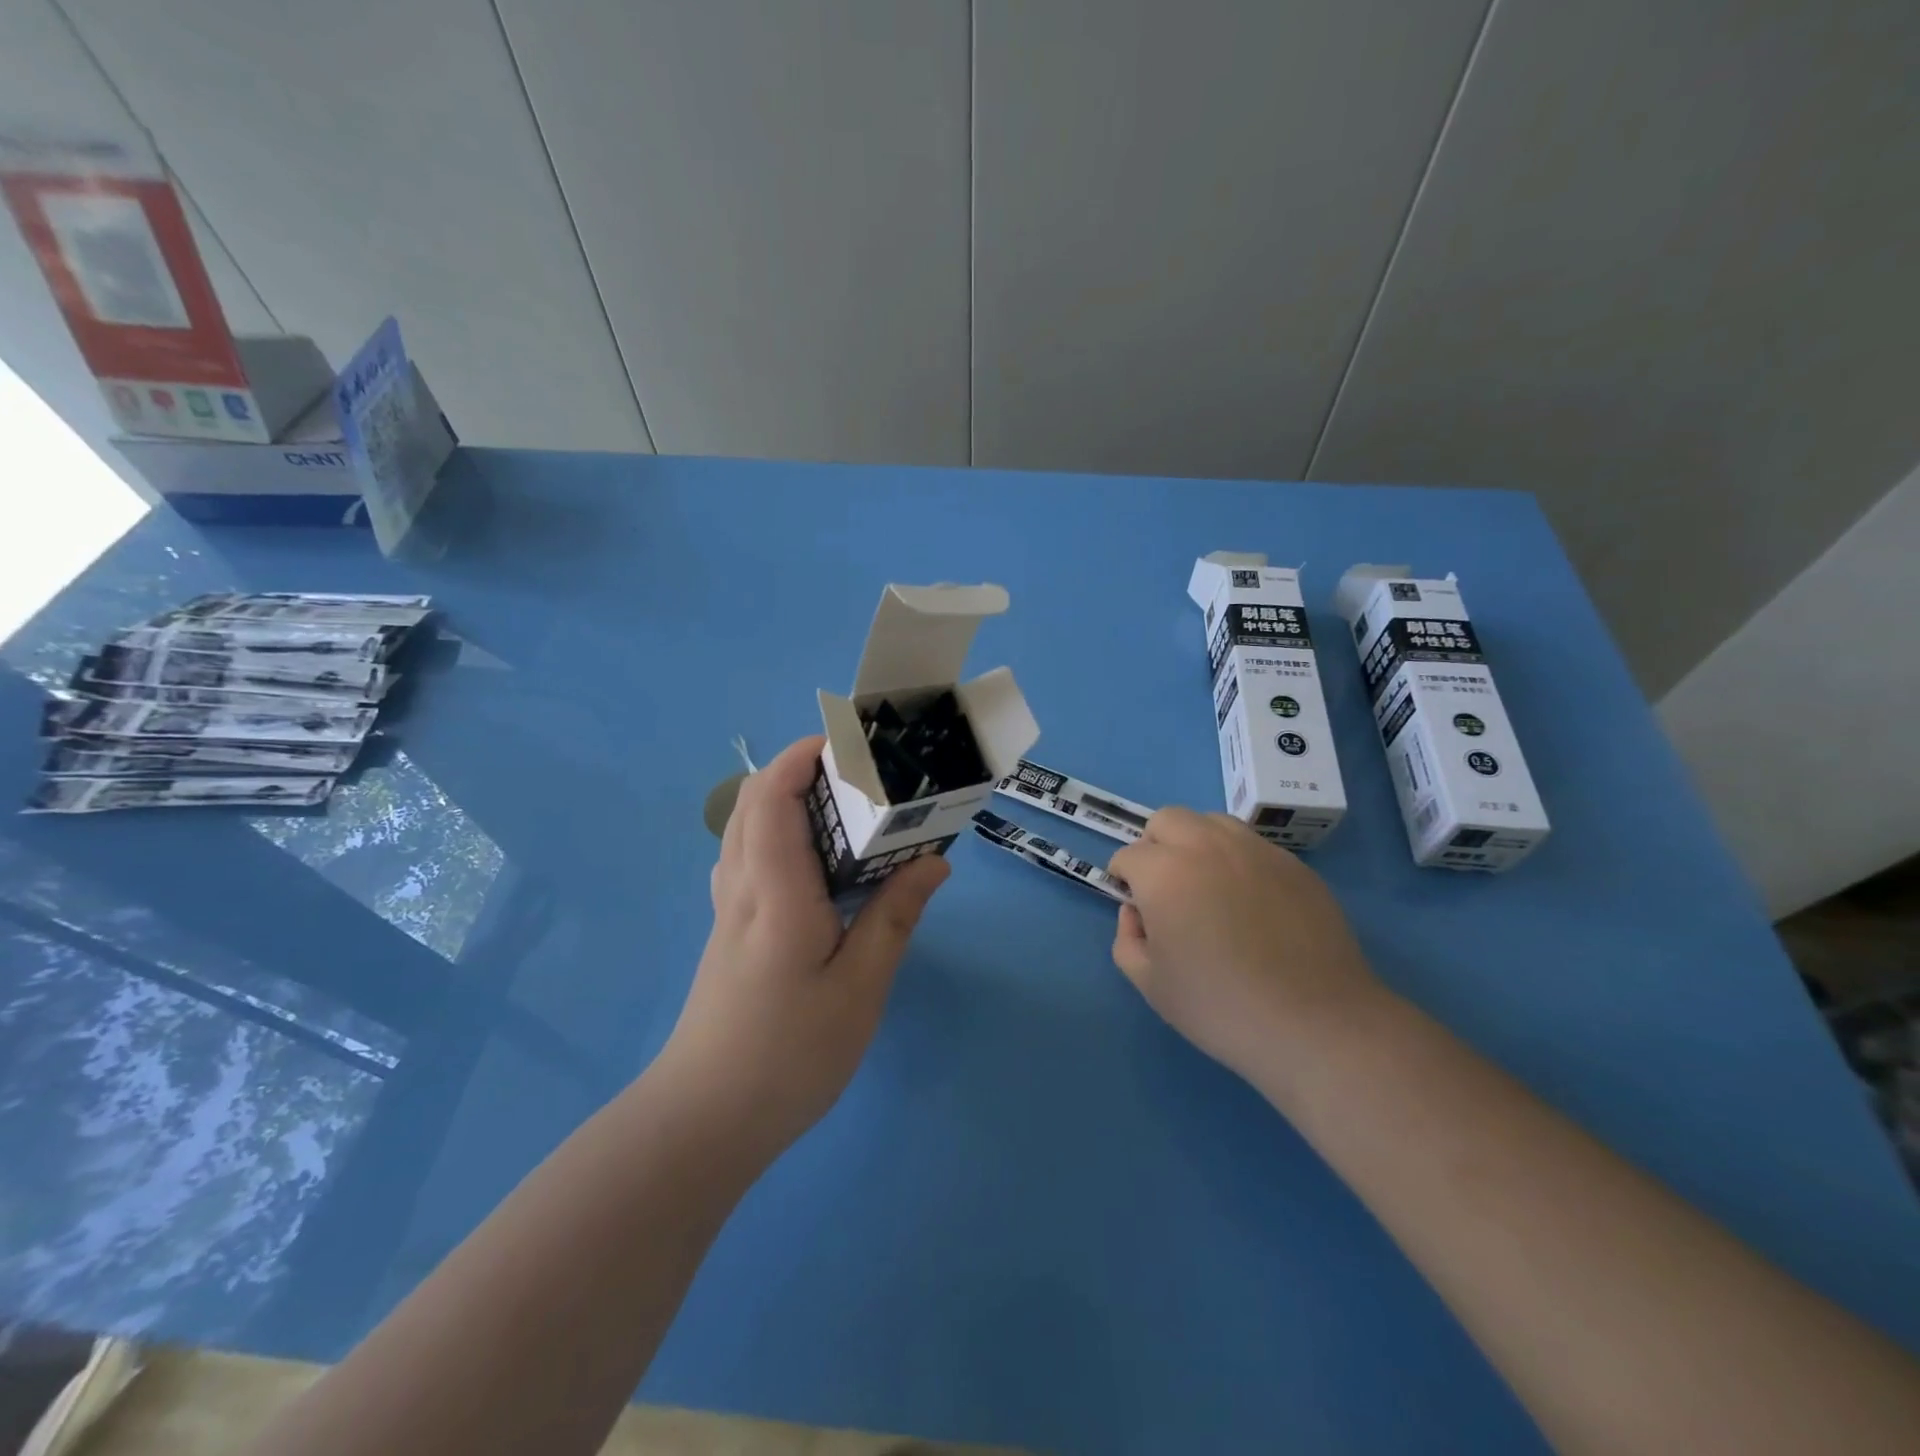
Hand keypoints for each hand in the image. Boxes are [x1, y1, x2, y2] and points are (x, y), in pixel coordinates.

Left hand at [662, 736, 948, 1159]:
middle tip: (857, 775)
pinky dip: (774, 835)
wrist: (706, 1120)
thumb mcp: (860, 989)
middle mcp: (742, 888)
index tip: (846, 744)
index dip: (800, 757)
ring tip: (840, 809)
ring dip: (784, 800)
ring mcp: (727, 911)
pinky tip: (811, 864)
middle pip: (752, 804)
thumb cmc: (789, 1054)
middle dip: (797, 771)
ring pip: (744, 831)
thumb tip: (932, 861)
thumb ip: (893, 917)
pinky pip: (745, 859)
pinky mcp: (727, 933)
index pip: (772, 799)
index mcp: (775, 893)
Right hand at [1108, 808, 1381, 1085]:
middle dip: (1155, 846)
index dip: (1124, 881)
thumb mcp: (1151, 985)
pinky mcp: (1293, 864)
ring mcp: (1254, 850)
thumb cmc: (1221, 1007)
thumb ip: (1127, 939)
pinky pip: (1251, 845)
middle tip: (1166, 888)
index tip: (1137, 909)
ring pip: (1211, 822)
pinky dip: (1237, 860)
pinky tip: (1250, 902)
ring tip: (1208, 886)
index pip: (1128, 856)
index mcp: (1164, 873)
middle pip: (1166, 820)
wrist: (1315, 1023)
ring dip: (1196, 843)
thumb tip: (1136, 912)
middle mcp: (1205, 847)